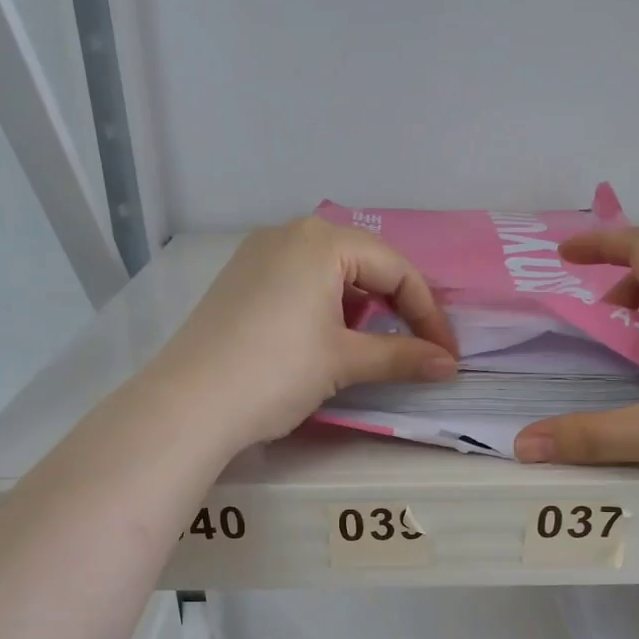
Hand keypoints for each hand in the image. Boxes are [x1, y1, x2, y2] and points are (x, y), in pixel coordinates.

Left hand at [149, 216, 458, 450]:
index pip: (396, 269)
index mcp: (321, 240)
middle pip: (363, 264)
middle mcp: (288, 234)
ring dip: (360, 309)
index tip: (446, 354)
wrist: (189, 404)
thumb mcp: (344, 362)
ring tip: (370, 347)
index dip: (429, 314)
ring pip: (329, 274)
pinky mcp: (238, 282)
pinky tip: (323, 340)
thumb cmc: (276, 372)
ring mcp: (256, 256)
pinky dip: (324, 309)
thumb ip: (402, 357)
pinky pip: (298, 283)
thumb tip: (449, 365)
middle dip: (396, 307)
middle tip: (415, 347)